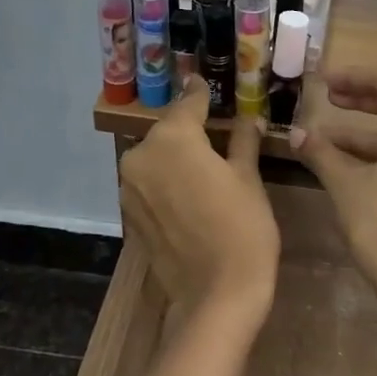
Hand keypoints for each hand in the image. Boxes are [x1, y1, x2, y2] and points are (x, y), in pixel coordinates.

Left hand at [119, 77, 279, 313]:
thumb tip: (247, 117)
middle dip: (189, 129)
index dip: (200, 93)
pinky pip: (149, 184)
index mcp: (172, 138)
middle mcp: (141, 155)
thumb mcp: (248, 178)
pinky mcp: (128, 214)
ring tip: (203, 164)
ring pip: (155, 158)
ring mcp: (129, 186)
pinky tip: (188, 193)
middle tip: (215, 132)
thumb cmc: (242, 228)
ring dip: (175, 156)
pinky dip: (165, 181)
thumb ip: (241, 140)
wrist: (216, 294)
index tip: (203, 81)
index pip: (188, 103)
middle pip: (168, 131)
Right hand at [289, 69, 376, 298]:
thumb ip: (321, 153)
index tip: (322, 81)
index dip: (353, 77)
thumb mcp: (346, 184)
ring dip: (360, 132)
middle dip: (358, 101)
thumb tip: (294, 134)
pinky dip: (374, 152)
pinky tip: (340, 161)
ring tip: (321, 136)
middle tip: (325, 98)